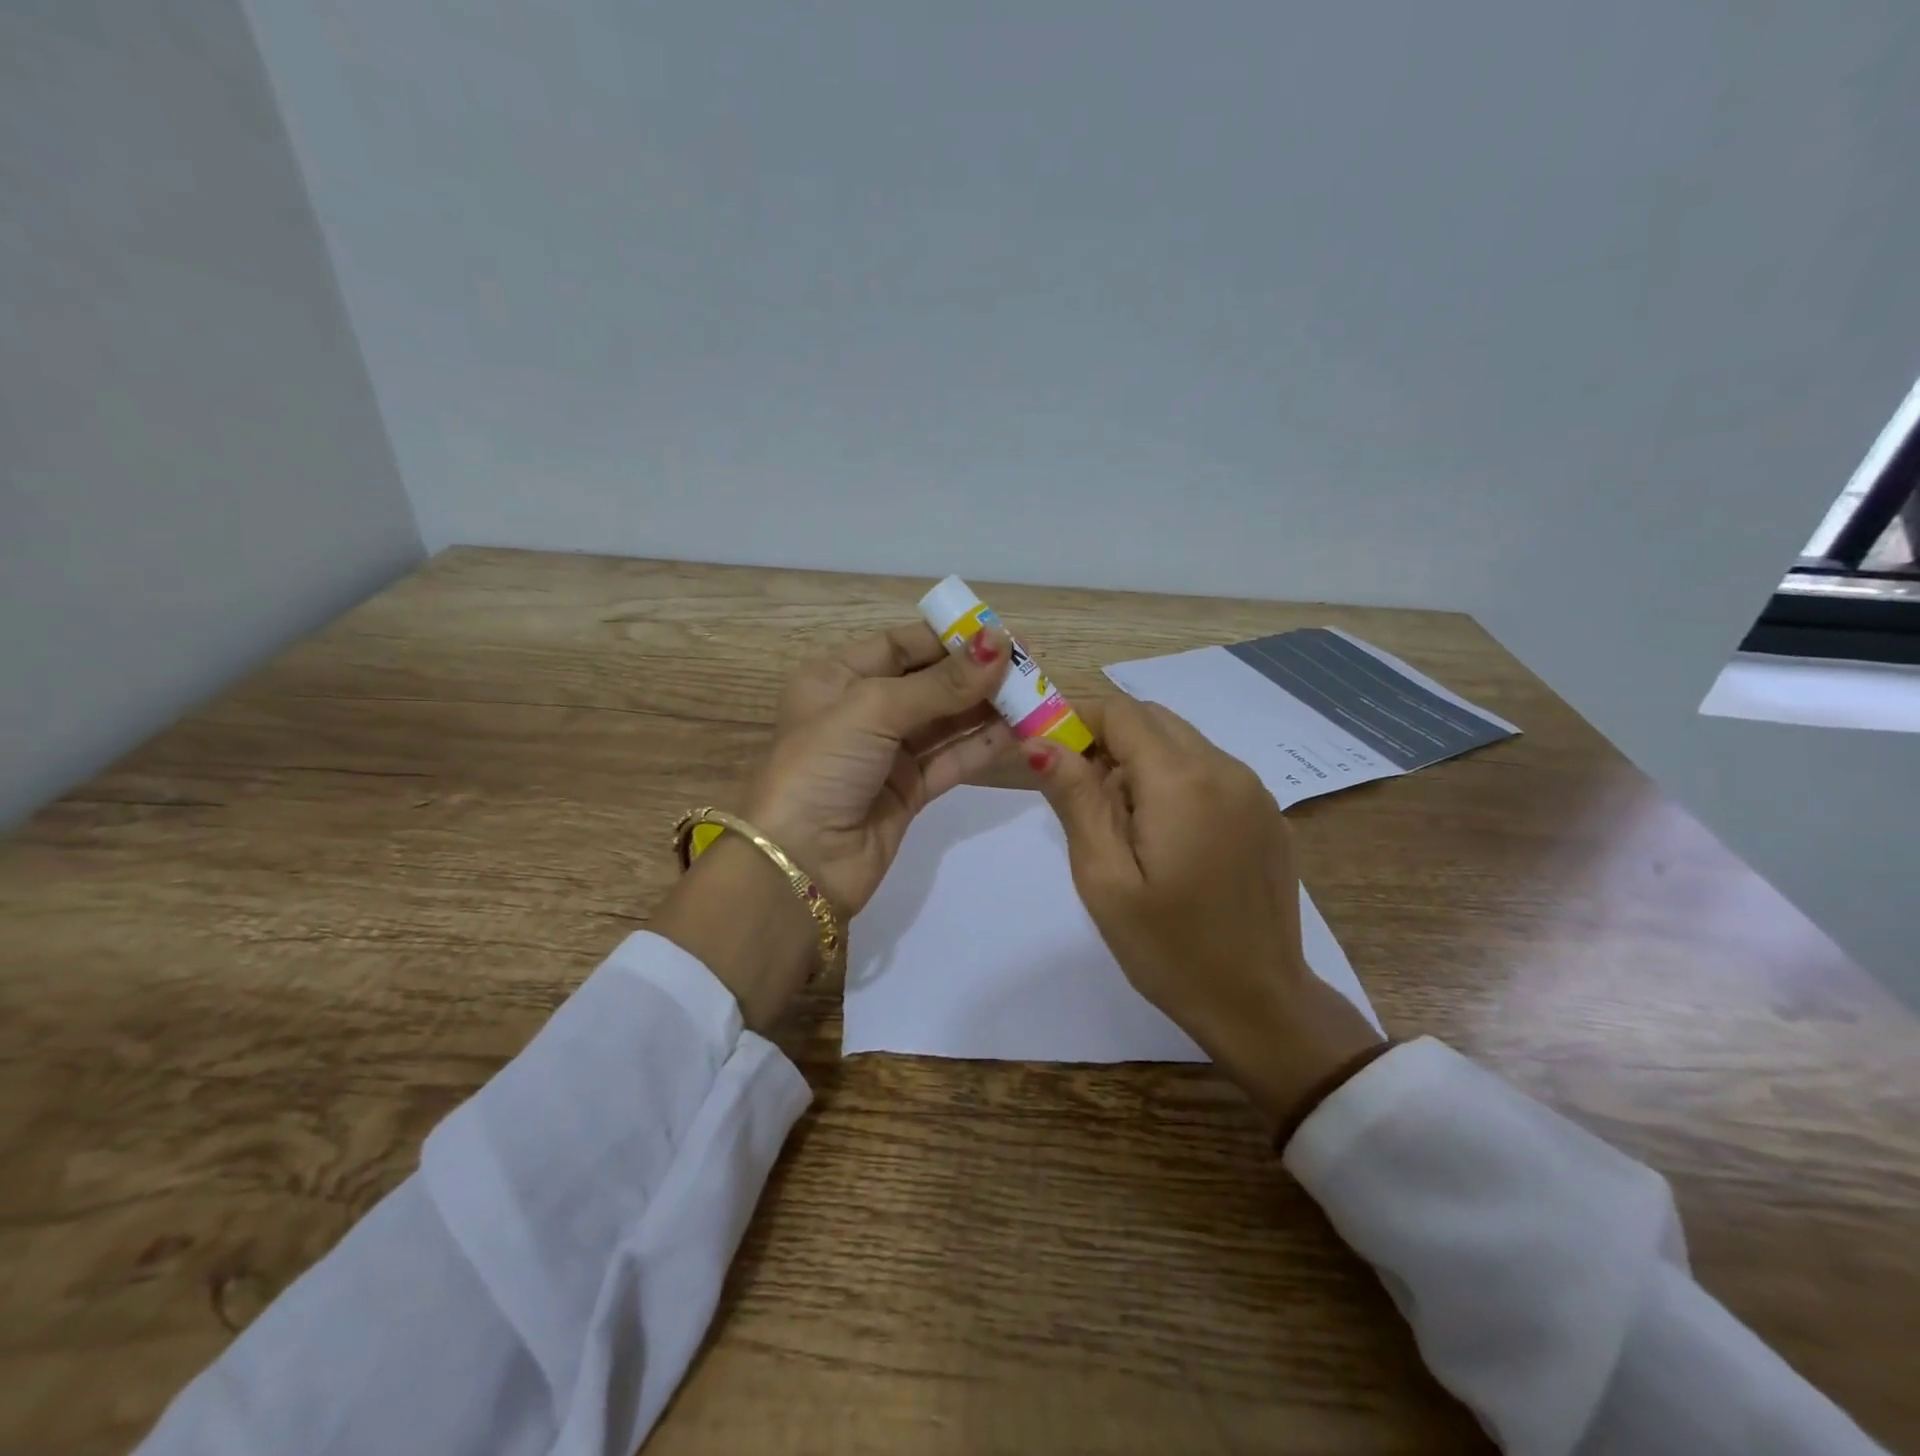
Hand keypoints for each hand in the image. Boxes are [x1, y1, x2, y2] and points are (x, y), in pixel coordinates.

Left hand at [746, 621, 1014, 911]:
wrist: (800, 863)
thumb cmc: (822, 766)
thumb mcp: (873, 710)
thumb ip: (941, 682)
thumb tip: (999, 642)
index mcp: (836, 678)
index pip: (900, 645)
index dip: (948, 638)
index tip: (999, 634)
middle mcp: (861, 711)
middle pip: (929, 682)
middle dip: (976, 674)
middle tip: (1029, 665)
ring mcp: (887, 754)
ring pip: (946, 722)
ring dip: (987, 709)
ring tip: (1035, 695)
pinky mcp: (909, 791)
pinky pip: (952, 760)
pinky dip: (983, 747)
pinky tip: (1020, 733)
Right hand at [1026, 696, 1383, 1126]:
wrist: (1259, 1003)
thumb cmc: (1169, 949)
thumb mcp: (1105, 878)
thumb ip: (1075, 799)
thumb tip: (1040, 742)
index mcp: (1183, 782)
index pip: (1121, 713)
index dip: (1076, 717)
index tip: (1043, 747)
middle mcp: (1226, 769)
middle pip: (1153, 720)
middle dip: (1106, 738)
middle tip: (1076, 791)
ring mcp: (1254, 790)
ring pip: (1181, 742)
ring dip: (1139, 760)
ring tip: (1119, 823)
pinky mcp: (1267, 813)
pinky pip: (1209, 771)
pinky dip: (1173, 779)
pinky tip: (1163, 836)